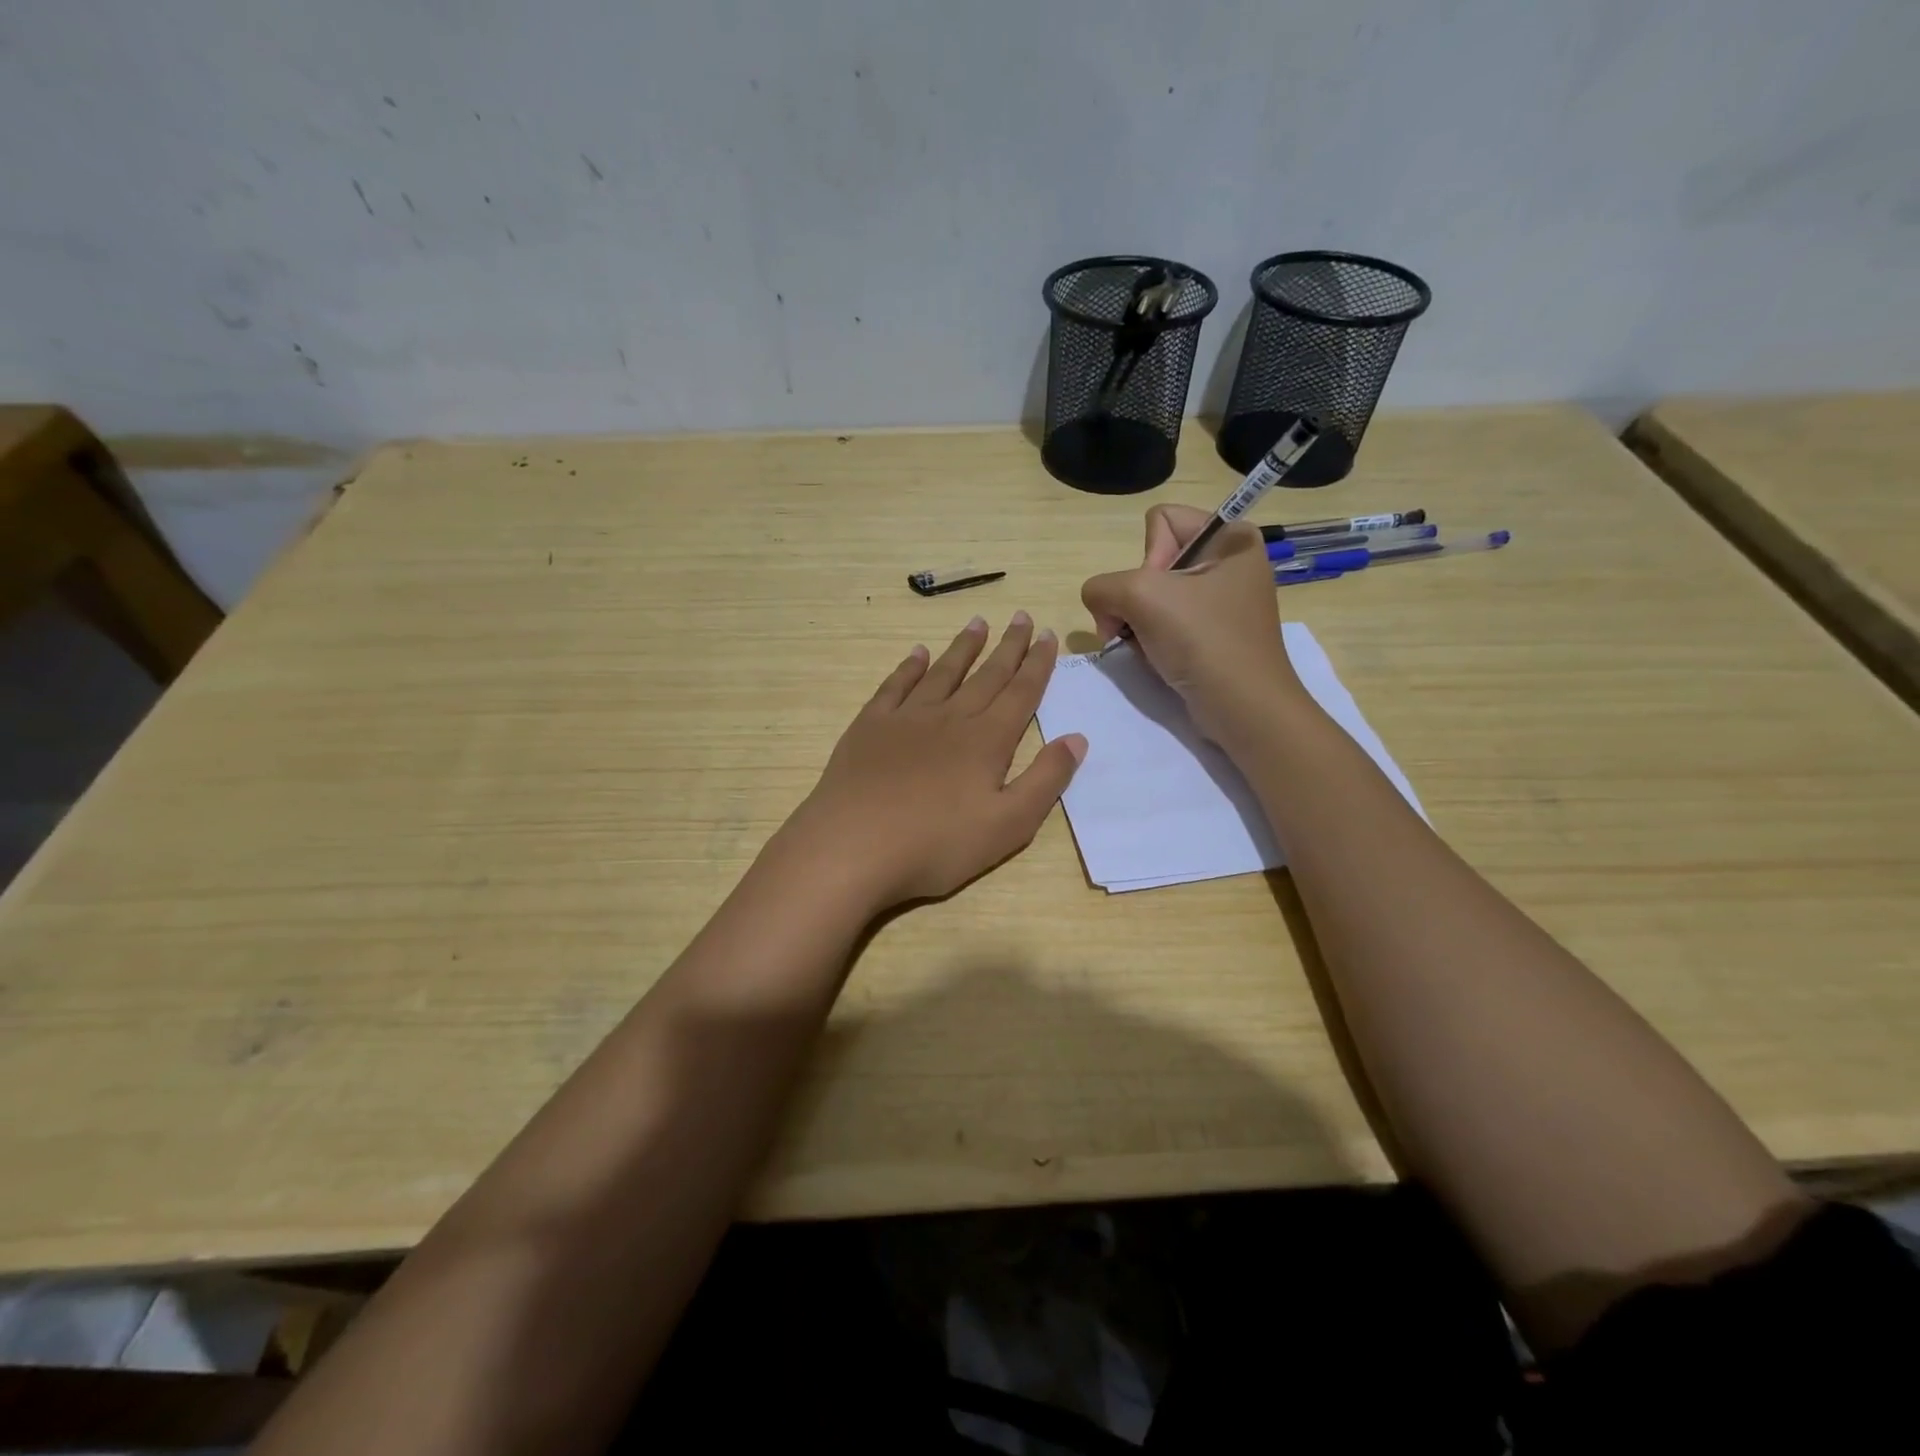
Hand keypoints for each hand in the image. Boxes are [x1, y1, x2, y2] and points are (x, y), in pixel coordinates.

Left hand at [783, 613, 1086, 910]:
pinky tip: (918, 654)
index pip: (1021, 693)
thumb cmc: (937, 845)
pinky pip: (895, 686)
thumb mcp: (1009, 825)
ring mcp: (906, 719)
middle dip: (1008, 646)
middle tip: (1021, 616)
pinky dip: (910, 667)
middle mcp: (950, 718)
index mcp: (987, 741)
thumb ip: (1046, 780)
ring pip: (943, 673)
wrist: (853, 847)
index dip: (1037, 664)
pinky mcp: (869, 727)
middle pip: (986, 675)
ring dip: (963, 647)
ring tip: (978, 623)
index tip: (1049, 635)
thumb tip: (1077, 738)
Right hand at [1081, 504, 1305, 739]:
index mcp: (1230, 537)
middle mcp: (1229, 562)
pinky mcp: (1213, 634)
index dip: (1147, 557)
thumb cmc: (1203, 640)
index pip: (1161, 521)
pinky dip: (1152, 640)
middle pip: (1153, 561)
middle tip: (1141, 627)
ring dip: (1138, 623)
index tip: (1158, 594)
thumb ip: (1102, 586)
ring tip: (1148, 647)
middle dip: (1135, 597)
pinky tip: (1157, 659)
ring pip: (1153, 596)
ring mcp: (1222, 601)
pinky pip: (1165, 623)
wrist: (1243, 708)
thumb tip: (1099, 606)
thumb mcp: (1140, 596)